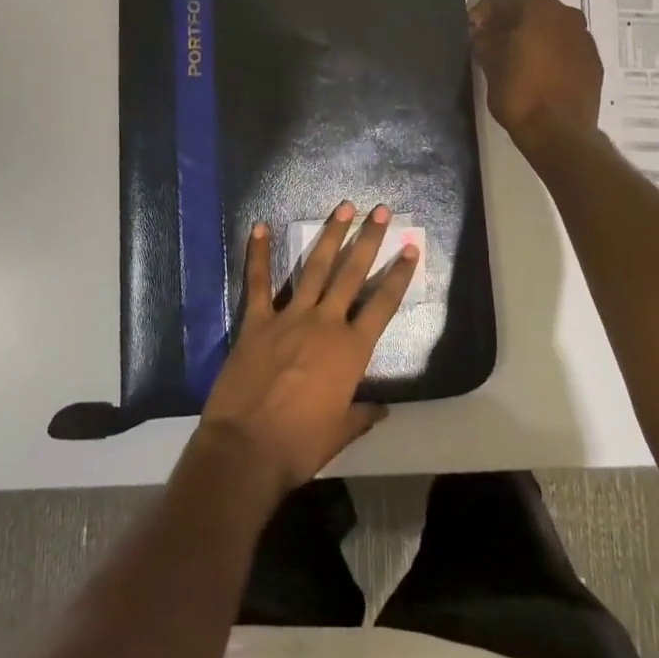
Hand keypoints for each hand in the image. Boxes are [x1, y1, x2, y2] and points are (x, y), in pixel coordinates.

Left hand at [197, 202, 419, 502]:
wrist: (247, 450)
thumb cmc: (300, 445)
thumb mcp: (341, 432)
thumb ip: (362, 414)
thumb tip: (383, 409)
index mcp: (351, 350)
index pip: (382, 304)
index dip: (399, 275)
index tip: (411, 247)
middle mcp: (325, 323)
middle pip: (351, 274)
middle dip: (368, 240)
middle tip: (380, 210)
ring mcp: (289, 317)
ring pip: (314, 268)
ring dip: (329, 236)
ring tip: (344, 208)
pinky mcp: (256, 322)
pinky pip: (258, 283)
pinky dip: (258, 255)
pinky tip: (259, 227)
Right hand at [468, 0, 602, 153]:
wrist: (559, 132)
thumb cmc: (519, 94)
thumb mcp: (491, 65)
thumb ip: (485, 40)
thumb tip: (482, 31)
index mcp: (538, 9)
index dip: (483, 10)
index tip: (472, 29)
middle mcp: (566, 14)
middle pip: (531, 7)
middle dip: (509, 19)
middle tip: (491, 39)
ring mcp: (584, 37)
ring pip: (552, 25)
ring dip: (532, 34)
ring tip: (515, 55)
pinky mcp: (593, 60)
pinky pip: (566, 45)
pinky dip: (550, 50)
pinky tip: (538, 70)